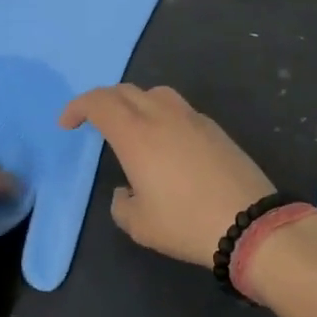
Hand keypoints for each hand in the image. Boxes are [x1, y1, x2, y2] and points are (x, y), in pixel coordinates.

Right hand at [60, 84, 272, 265]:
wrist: (249, 221)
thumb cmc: (186, 223)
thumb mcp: (140, 225)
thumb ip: (122, 204)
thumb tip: (125, 190)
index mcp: (136, 134)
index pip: (99, 102)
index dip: (78, 106)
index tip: (67, 124)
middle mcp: (162, 115)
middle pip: (125, 91)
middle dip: (103, 101)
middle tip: (93, 122)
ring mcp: (191, 117)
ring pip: (155, 93)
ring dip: (134, 102)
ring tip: (131, 127)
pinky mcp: (213, 127)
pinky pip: (178, 108)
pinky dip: (161, 115)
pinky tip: (166, 143)